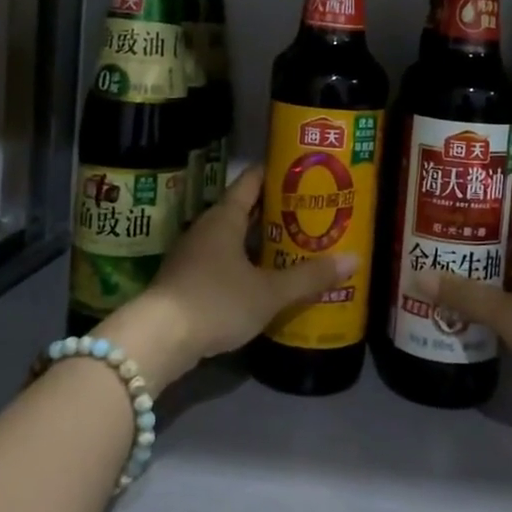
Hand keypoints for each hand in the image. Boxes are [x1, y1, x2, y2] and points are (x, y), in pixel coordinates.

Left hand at [95, 167, 353, 393]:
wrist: (157, 340)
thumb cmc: (216, 302)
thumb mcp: (269, 293)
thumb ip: (309, 277)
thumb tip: (354, 259)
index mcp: (225, 217)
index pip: (252, 181)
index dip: (276, 173)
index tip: (303, 171)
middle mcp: (207, 228)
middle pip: (244, 209)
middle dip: (275, 210)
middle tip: (310, 212)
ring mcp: (193, 254)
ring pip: (233, 237)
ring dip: (260, 240)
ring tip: (295, 245)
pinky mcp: (187, 280)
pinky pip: (223, 261)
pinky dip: (245, 263)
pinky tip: (264, 279)